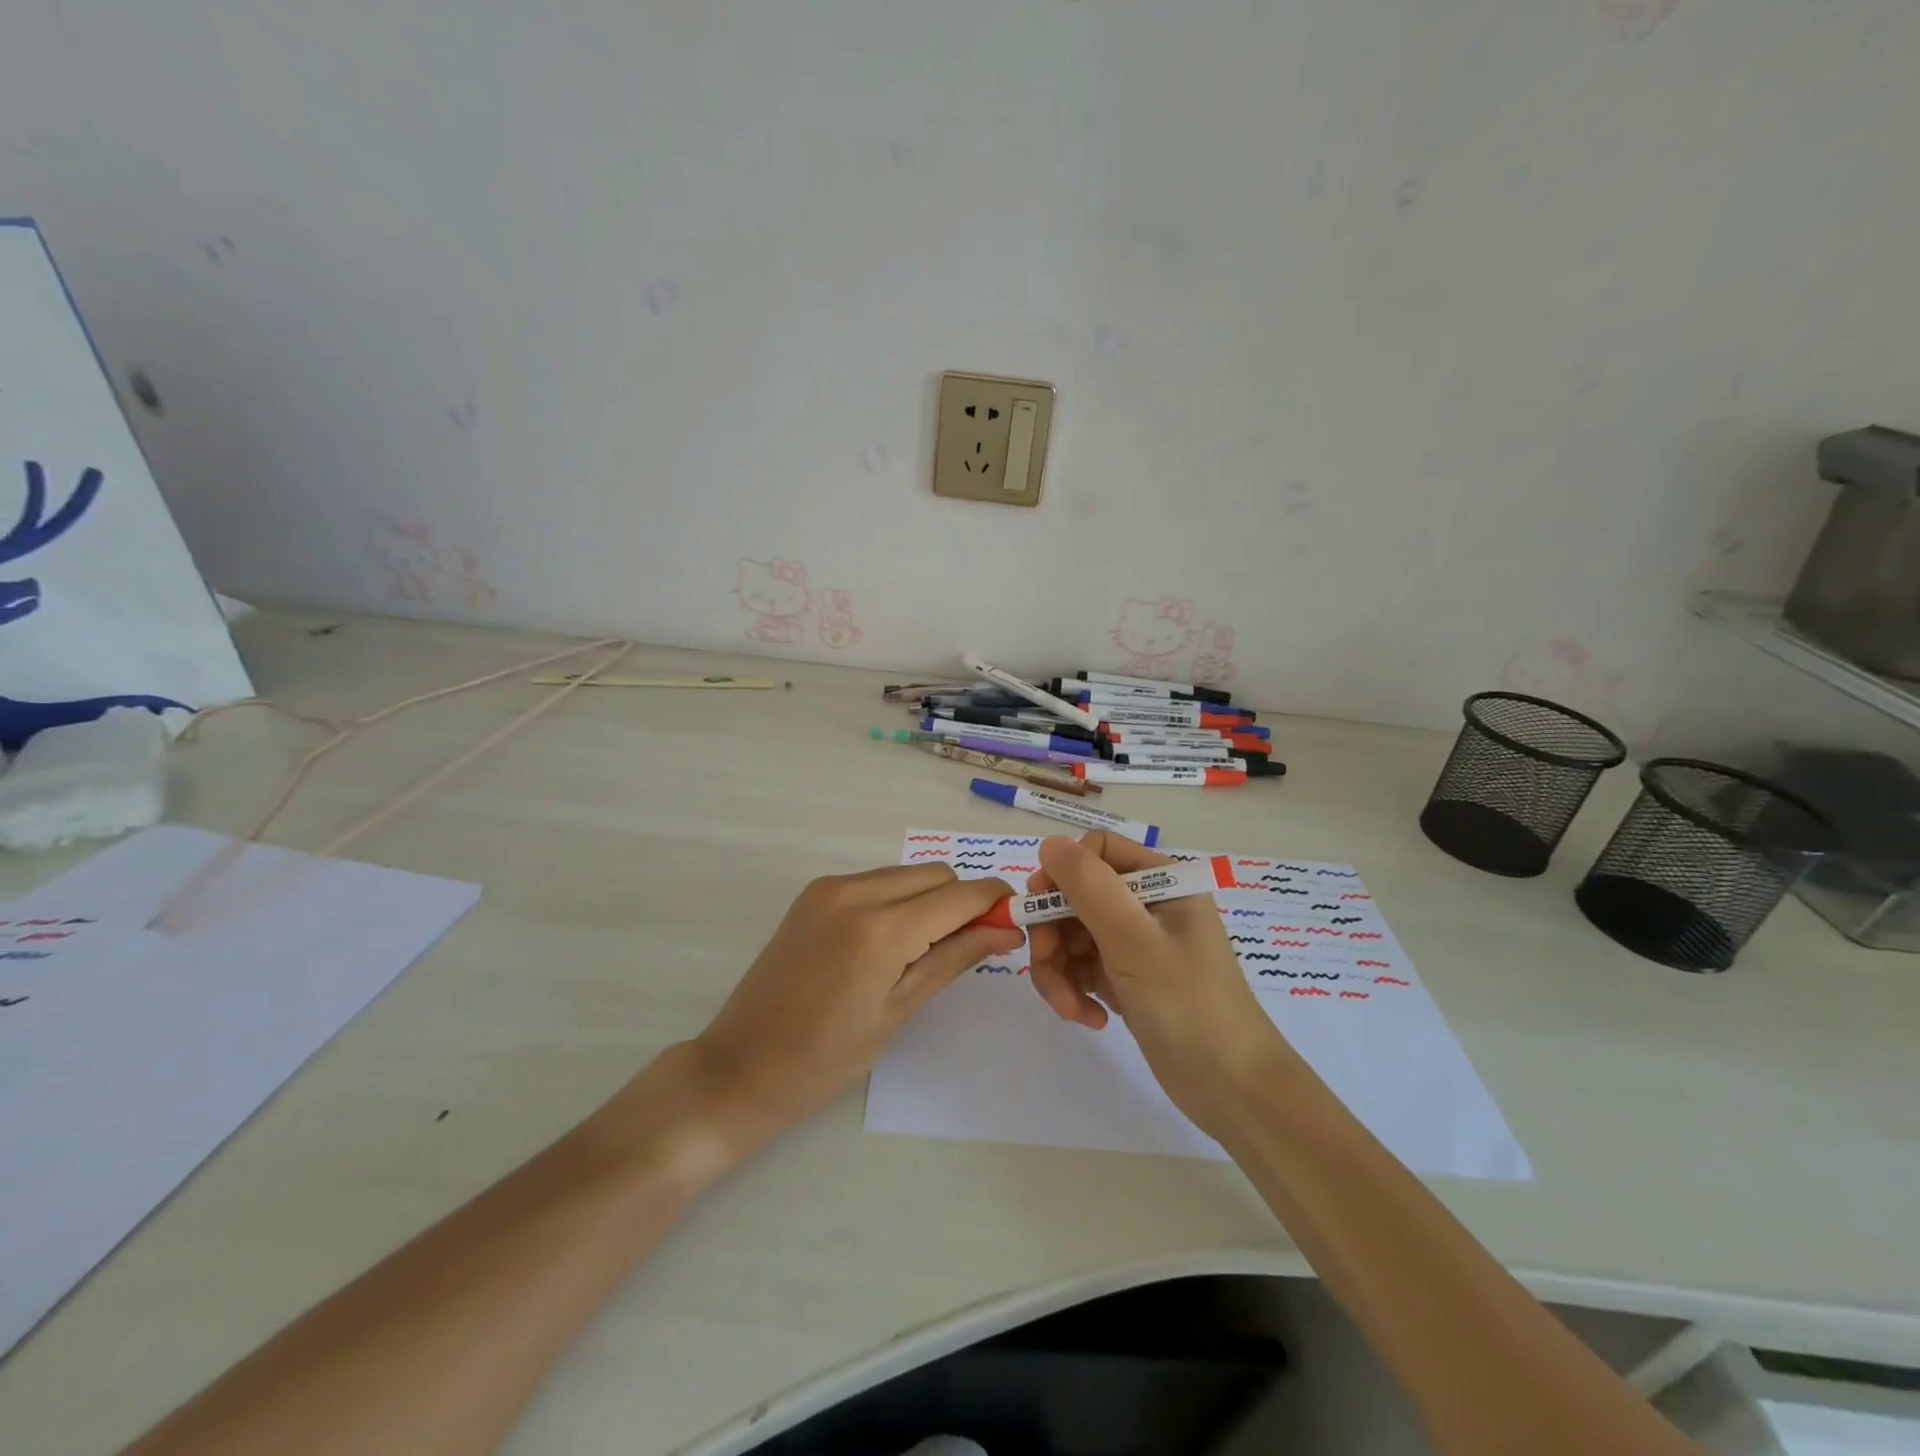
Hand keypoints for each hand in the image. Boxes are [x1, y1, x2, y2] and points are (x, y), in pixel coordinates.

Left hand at [688, 863, 1023, 1148]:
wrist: (740, 1066)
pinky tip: (890, 941)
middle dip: (963, 901)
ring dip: (930, 899)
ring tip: (928, 948)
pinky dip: (898, 900)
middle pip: (935, 874)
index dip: (994, 902)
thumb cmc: (826, 1058)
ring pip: (906, 874)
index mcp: (882, 929)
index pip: (960, 894)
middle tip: (971, 945)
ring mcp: (830, 888)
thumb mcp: (899, 1011)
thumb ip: (955, 959)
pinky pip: (875, 881)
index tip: (1015, 922)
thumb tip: (1007, 931)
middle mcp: (856, 891)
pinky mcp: (813, 893)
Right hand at [1026, 833, 1287, 1131]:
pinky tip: (1091, 1019)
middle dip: (1054, 934)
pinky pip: (1083, 969)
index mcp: (1161, 881)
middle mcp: (1147, 905)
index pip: (1096, 852)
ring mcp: (1136, 944)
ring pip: (1072, 936)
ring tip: (1071, 1009)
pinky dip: (1076, 991)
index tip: (1038, 907)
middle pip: (1075, 897)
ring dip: (1060, 971)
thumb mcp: (1134, 939)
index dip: (1062, 874)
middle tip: (1048, 967)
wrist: (1233, 1090)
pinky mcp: (1127, 980)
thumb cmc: (1189, 1003)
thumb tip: (1049, 843)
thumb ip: (1089, 886)